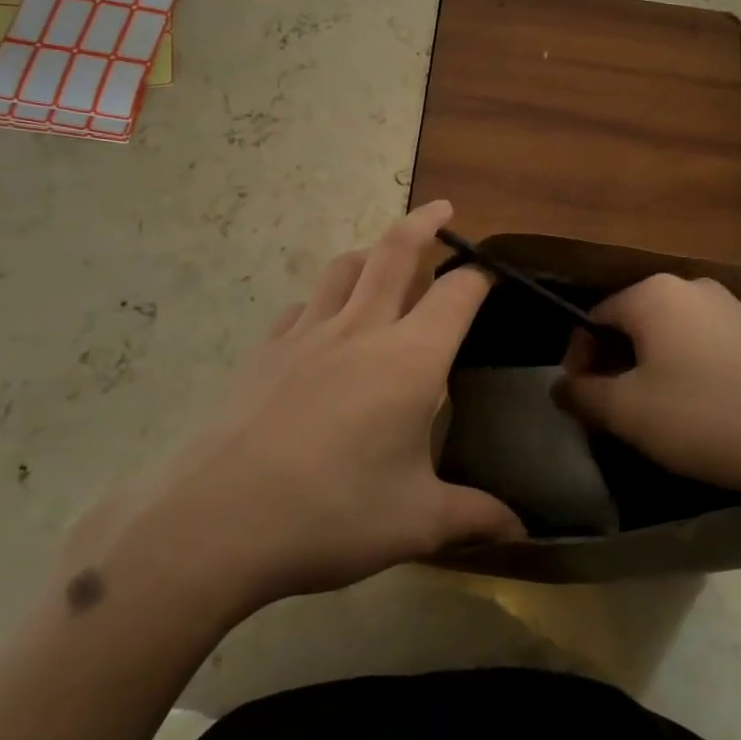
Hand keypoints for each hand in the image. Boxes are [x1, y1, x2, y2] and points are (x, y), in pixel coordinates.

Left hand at [66, 201, 523, 621]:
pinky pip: (301, 307)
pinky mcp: (265, 350)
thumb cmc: (333, 513)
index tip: (494, 275)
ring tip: (381, 256)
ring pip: (344, 269)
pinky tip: (320, 322)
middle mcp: (361, 329)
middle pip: (395, 252)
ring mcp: (306, 334)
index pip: (456, 295)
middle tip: (442, 209)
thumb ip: (473, 517)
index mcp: (410, 359)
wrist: (220, 519)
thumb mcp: (415, 522)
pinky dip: (321, 300)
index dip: (481, 278)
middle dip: (424, 224)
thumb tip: (520, 530)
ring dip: (369, 251)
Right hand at [556, 273, 740, 499]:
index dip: (579, 358)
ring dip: (653, 368)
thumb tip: (560, 386)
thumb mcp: (628, 411)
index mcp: (653, 294)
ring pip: (672, 335)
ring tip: (660, 416)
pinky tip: (706, 411)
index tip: (581, 399)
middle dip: (616, 364)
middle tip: (617, 412)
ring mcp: (734, 307)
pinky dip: (692, 371)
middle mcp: (692, 286)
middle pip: (634, 323)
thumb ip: (582, 394)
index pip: (594, 317)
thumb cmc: (705, 416)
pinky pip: (708, 345)